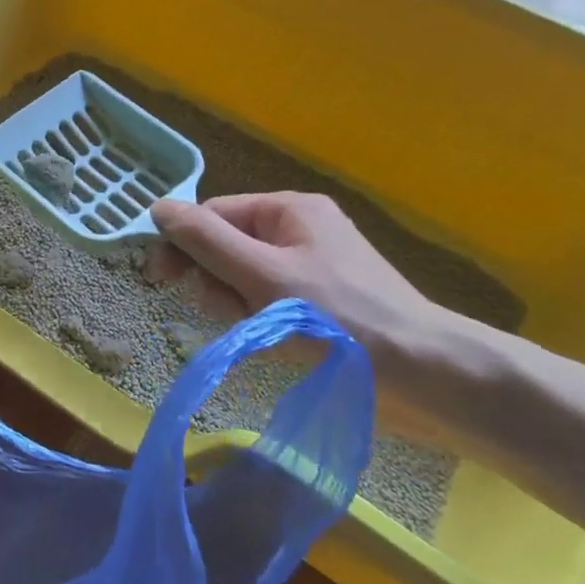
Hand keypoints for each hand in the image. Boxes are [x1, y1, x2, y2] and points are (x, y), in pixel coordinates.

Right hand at [149, 192, 452, 439]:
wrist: (427, 376)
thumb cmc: (339, 318)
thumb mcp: (262, 275)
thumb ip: (205, 240)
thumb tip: (157, 207)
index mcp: (288, 210)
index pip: (212, 215)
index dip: (183, 245)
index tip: (159, 280)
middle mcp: (298, 230)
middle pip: (225, 247)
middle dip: (217, 282)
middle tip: (231, 312)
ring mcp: (311, 267)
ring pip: (242, 279)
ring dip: (238, 306)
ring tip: (262, 332)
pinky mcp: (320, 302)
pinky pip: (267, 302)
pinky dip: (261, 322)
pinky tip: (277, 343)